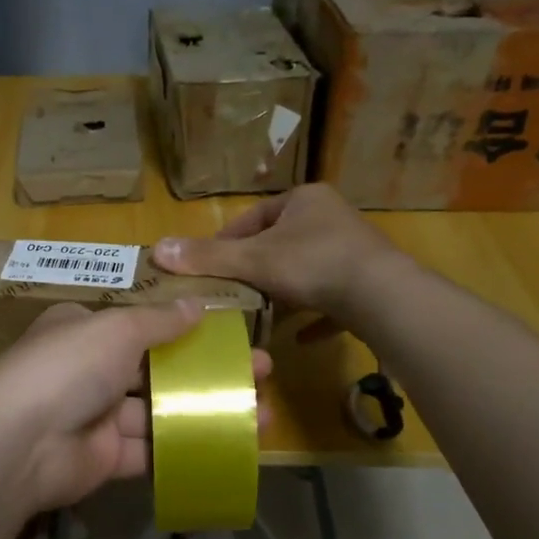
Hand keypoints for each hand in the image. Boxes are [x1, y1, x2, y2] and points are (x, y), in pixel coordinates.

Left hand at [0, 300, 272, 515]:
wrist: (20, 444)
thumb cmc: (68, 367)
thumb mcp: (116, 329)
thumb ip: (159, 321)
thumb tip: (197, 305)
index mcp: (83, 331)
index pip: (139, 326)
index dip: (186, 330)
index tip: (230, 335)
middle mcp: (89, 371)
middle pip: (158, 369)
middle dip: (207, 371)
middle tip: (261, 373)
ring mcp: (97, 417)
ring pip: (161, 411)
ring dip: (207, 410)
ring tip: (260, 411)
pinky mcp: (106, 459)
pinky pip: (153, 450)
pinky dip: (187, 445)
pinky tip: (230, 443)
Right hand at [151, 184, 400, 320]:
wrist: (382, 296)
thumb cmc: (313, 264)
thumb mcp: (252, 261)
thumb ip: (207, 258)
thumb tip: (156, 249)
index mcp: (304, 201)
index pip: (254, 218)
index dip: (227, 242)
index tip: (207, 268)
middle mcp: (330, 219)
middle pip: (280, 244)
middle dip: (255, 270)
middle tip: (229, 295)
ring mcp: (353, 251)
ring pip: (307, 271)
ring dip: (284, 293)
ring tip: (258, 316)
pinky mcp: (369, 283)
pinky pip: (334, 298)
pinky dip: (315, 315)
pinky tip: (300, 338)